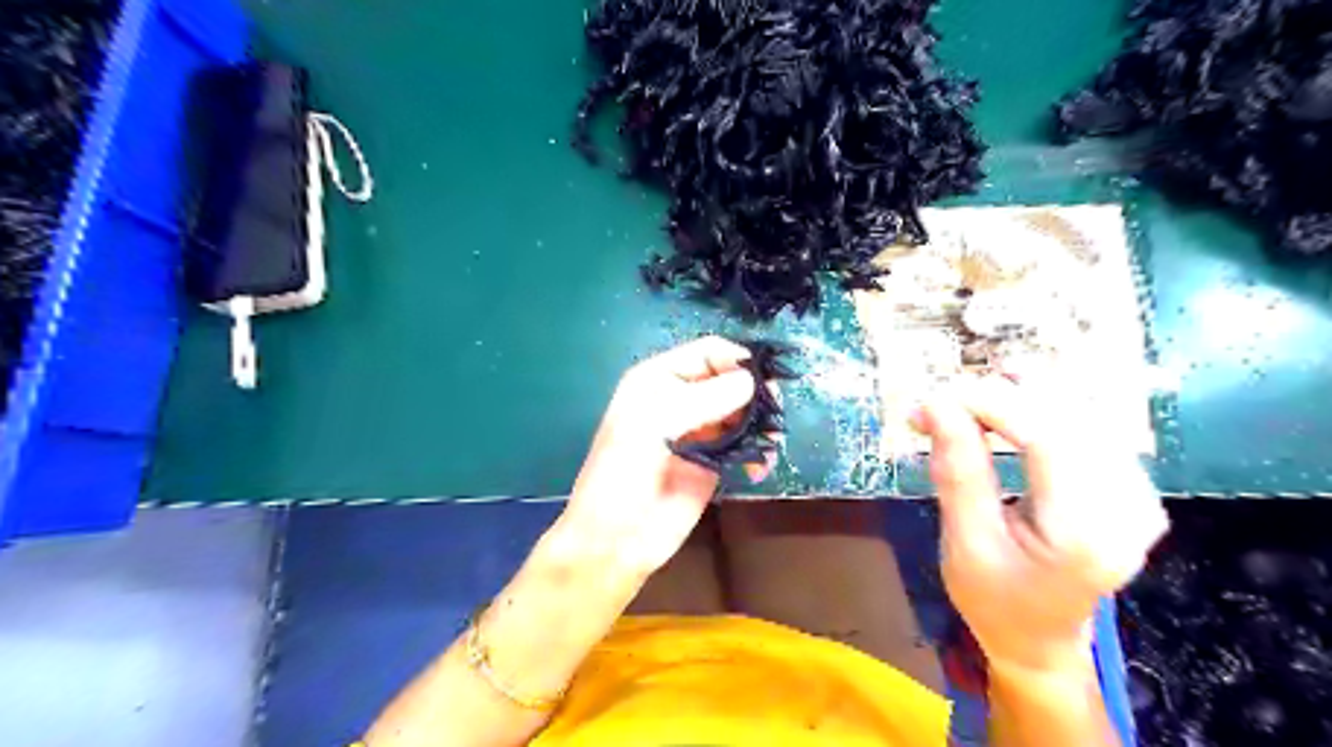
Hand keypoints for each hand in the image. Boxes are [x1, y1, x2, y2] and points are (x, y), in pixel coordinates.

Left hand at [556, 335, 757, 578]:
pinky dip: (758, 451)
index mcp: (659, 380)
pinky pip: (745, 446)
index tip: (766, 381)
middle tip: (774, 413)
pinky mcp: (714, 463)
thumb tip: (752, 381)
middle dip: (755, 392)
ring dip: (761, 422)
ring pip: (742, 412)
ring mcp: (700, 432)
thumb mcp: (653, 426)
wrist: (614, 541)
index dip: (738, 360)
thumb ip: (703, 400)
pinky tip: (759, 467)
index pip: (708, 352)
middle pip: (730, 379)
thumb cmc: (621, 475)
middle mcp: (682, 399)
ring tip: (771, 442)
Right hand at [917, 378, 1169, 674]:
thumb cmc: (993, 598)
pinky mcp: (1132, 484)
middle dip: (998, 398)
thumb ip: (957, 470)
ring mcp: (1140, 494)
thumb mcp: (964, 542)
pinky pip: (1085, 426)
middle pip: (1068, 418)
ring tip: (963, 410)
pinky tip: (1003, 418)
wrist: (1039, 638)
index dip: (993, 404)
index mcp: (1087, 535)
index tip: (937, 396)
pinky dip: (1036, 412)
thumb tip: (936, 403)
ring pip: (1078, 413)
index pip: (1049, 439)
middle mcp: (1130, 508)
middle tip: (940, 405)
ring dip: (1015, 400)